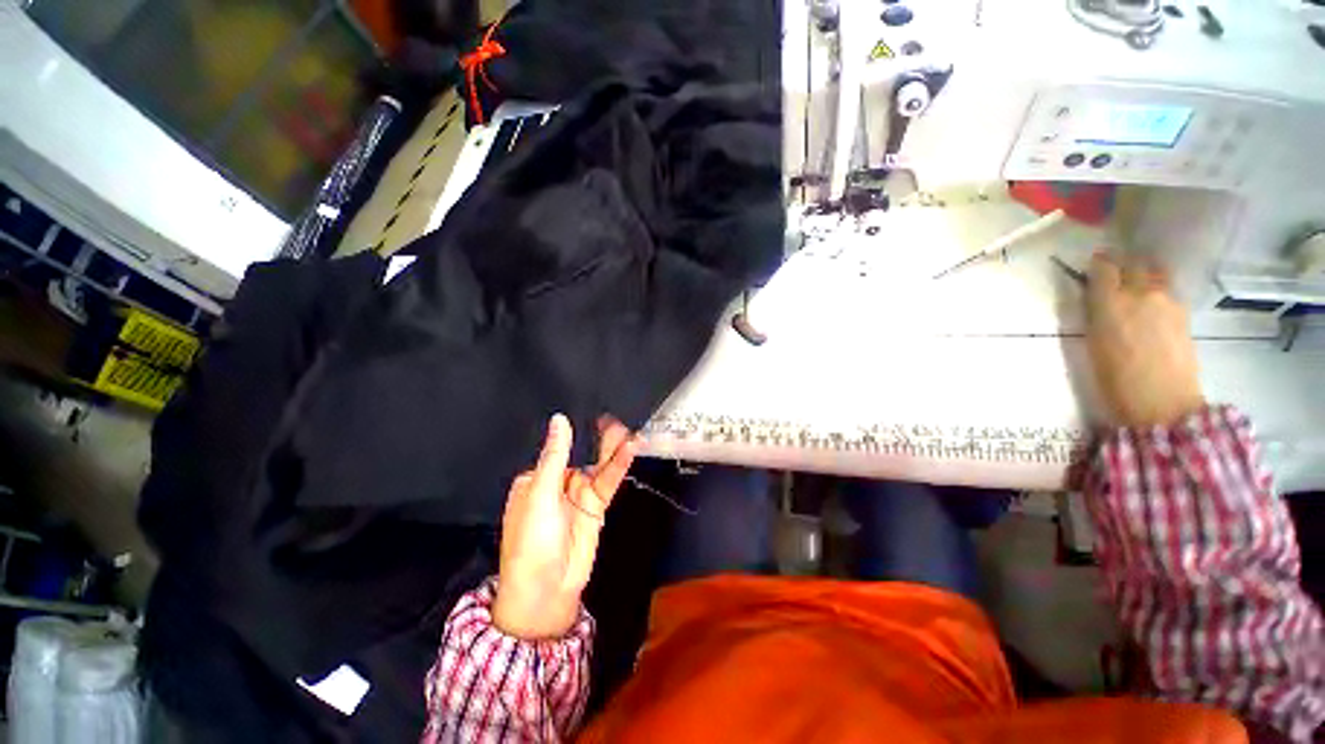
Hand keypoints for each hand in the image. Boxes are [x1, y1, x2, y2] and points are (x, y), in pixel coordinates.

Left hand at [492, 414, 636, 639]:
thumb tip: (559, 420)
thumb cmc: (531, 541)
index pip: (557, 446)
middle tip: (614, 414)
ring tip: (627, 426)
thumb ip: (555, 456)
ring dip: (612, 447)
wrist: (547, 591)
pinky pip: (609, 480)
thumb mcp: (540, 494)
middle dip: (597, 436)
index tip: (590, 406)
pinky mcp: (596, 505)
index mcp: (536, 478)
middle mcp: (558, 482)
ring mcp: (579, 493)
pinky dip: (619, 465)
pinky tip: (630, 448)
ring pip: (598, 464)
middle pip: (582, 453)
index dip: (574, 429)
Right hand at [1086, 253, 1204, 427]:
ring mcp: (1168, 301)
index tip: (1092, 264)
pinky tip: (1152, 300)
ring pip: (1155, 272)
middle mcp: (1141, 294)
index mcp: (1111, 303)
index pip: (1105, 268)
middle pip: (1133, 264)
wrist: (1162, 403)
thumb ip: (1096, 315)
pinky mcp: (1184, 313)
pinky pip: (1168, 288)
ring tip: (1135, 279)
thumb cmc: (1115, 380)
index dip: (1098, 264)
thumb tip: (1097, 299)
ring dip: (1143, 271)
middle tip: (1113, 268)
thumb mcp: (1093, 345)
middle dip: (1122, 263)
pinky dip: (1158, 287)